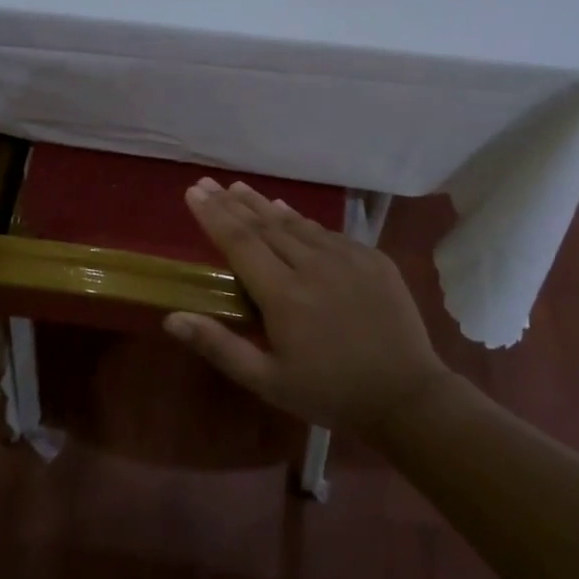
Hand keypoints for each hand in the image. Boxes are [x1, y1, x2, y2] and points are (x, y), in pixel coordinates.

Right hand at [164, 178, 448, 434]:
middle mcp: (313, 265)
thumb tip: (172, 318)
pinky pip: (327, 233)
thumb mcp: (268, 381)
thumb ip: (220, 346)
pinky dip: (301, 220)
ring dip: (264, 205)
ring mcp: (347, 257)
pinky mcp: (372, 258)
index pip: (240, 242)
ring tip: (240, 188)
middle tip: (208, 182)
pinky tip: (289, 214)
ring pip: (296, 224)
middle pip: (264, 225)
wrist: (407, 397)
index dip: (213, 215)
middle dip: (232, 202)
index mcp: (284, 294)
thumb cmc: (329, 393)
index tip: (193, 192)